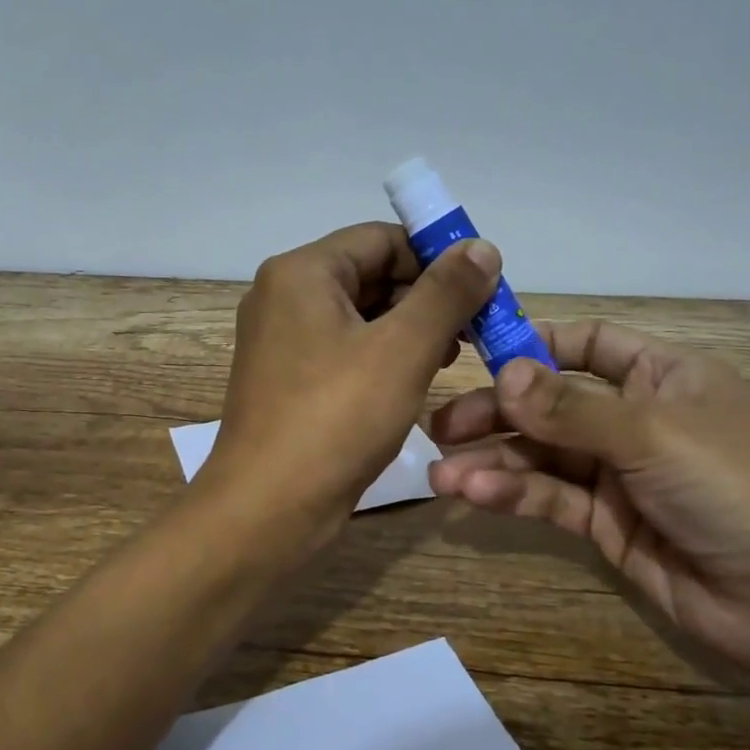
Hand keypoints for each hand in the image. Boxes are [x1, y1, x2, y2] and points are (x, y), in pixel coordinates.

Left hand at [201, 222, 500, 550]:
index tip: (482, 291)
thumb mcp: (403, 350)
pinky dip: (381, 357)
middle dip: (425, 298)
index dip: (437, 258)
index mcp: (301, 273)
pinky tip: (412, 382)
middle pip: (369, 274)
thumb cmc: (336, 420)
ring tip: (449, 360)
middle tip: (473, 332)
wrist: (267, 510)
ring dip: (408, 330)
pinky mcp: (287, 380)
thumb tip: (481, 246)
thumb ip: (446, 293)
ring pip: (359, 316)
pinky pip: (343, 350)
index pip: (382, 239)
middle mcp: (283, 296)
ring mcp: (281, 341)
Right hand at [428, 321, 749, 690]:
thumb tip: (503, 373)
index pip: (586, 344)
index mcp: (661, 376)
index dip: (532, 343)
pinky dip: (512, 495)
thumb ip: (570, 408)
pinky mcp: (608, 525)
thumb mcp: (652, 435)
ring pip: (542, 455)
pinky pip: (551, 499)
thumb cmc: (736, 489)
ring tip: (441, 472)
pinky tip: (473, 496)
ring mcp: (620, 475)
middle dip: (496, 412)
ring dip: (492, 461)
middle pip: (550, 403)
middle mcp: (635, 418)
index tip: (472, 350)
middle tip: (440, 426)